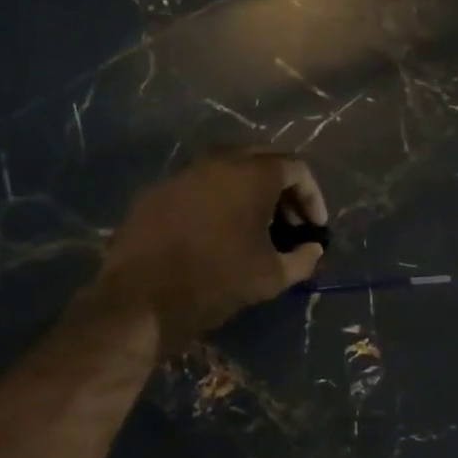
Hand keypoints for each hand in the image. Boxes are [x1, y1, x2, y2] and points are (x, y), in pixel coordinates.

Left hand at [91, 152, 326, 352]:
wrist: (142, 298)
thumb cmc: (217, 282)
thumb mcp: (271, 277)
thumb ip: (303, 259)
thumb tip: (313, 249)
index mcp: (252, 174)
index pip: (296, 168)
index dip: (312, 197)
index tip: (315, 228)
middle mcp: (218, 161)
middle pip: (262, 160)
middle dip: (282, 189)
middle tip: (289, 223)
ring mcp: (183, 173)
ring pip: (227, 170)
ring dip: (248, 192)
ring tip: (255, 228)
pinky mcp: (157, 191)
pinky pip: (198, 186)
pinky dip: (217, 201)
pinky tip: (216, 232)